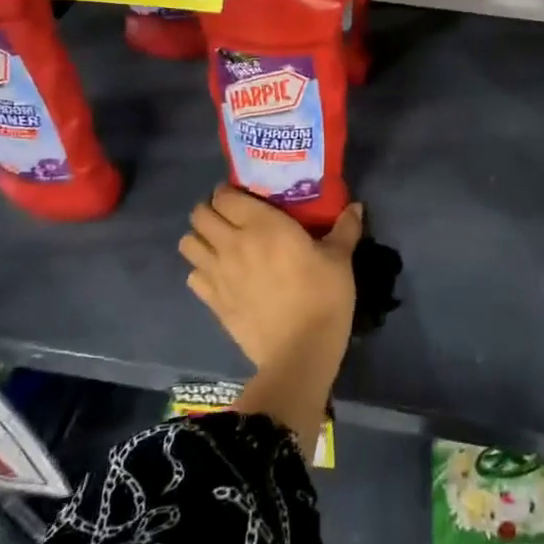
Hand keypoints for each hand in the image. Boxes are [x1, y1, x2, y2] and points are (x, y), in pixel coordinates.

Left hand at [179, 186, 363, 376]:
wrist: (300, 350)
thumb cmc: (323, 296)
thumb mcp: (340, 259)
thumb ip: (345, 228)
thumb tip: (356, 206)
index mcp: (262, 224)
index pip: (225, 195)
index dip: (229, 192)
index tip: (244, 196)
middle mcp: (232, 243)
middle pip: (200, 214)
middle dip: (210, 211)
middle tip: (230, 218)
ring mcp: (217, 273)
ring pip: (188, 243)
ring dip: (200, 239)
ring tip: (219, 244)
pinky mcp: (212, 301)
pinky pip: (191, 276)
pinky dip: (200, 271)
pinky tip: (220, 276)